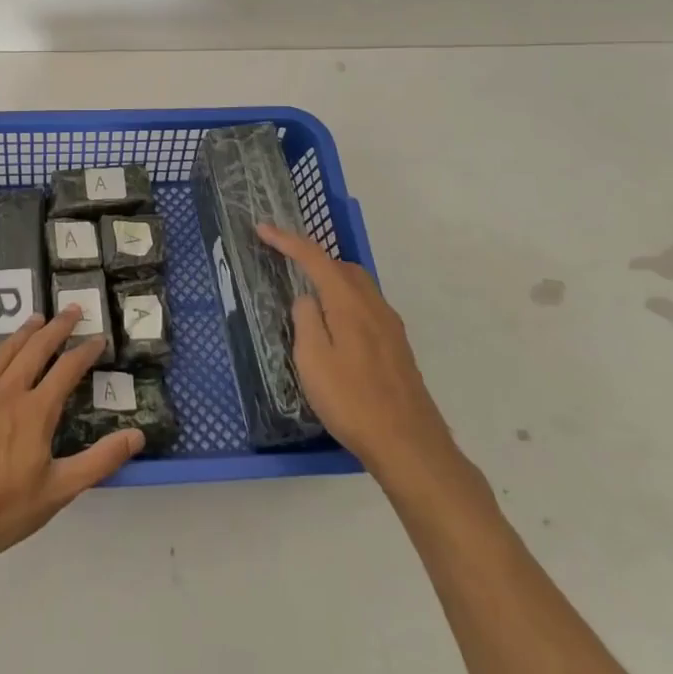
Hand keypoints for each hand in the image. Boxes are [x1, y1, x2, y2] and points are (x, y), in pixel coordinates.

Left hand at [0, 306, 143, 571]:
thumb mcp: (56, 493)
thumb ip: (98, 461)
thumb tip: (137, 434)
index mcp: (35, 410)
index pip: (67, 369)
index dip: (85, 351)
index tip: (99, 338)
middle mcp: (7, 391)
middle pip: (36, 347)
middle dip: (58, 326)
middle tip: (72, 309)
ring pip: (4, 350)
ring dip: (25, 332)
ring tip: (37, 318)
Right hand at [260, 224, 459, 484]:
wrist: (409, 444)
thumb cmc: (352, 401)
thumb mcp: (313, 361)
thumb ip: (306, 320)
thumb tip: (307, 298)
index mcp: (349, 302)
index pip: (315, 258)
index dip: (287, 240)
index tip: (262, 228)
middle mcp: (373, 305)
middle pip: (342, 266)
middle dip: (313, 257)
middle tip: (286, 262)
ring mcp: (390, 325)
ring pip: (358, 285)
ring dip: (331, 278)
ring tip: (308, 293)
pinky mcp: (397, 346)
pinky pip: (367, 305)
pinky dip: (346, 300)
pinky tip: (336, 325)